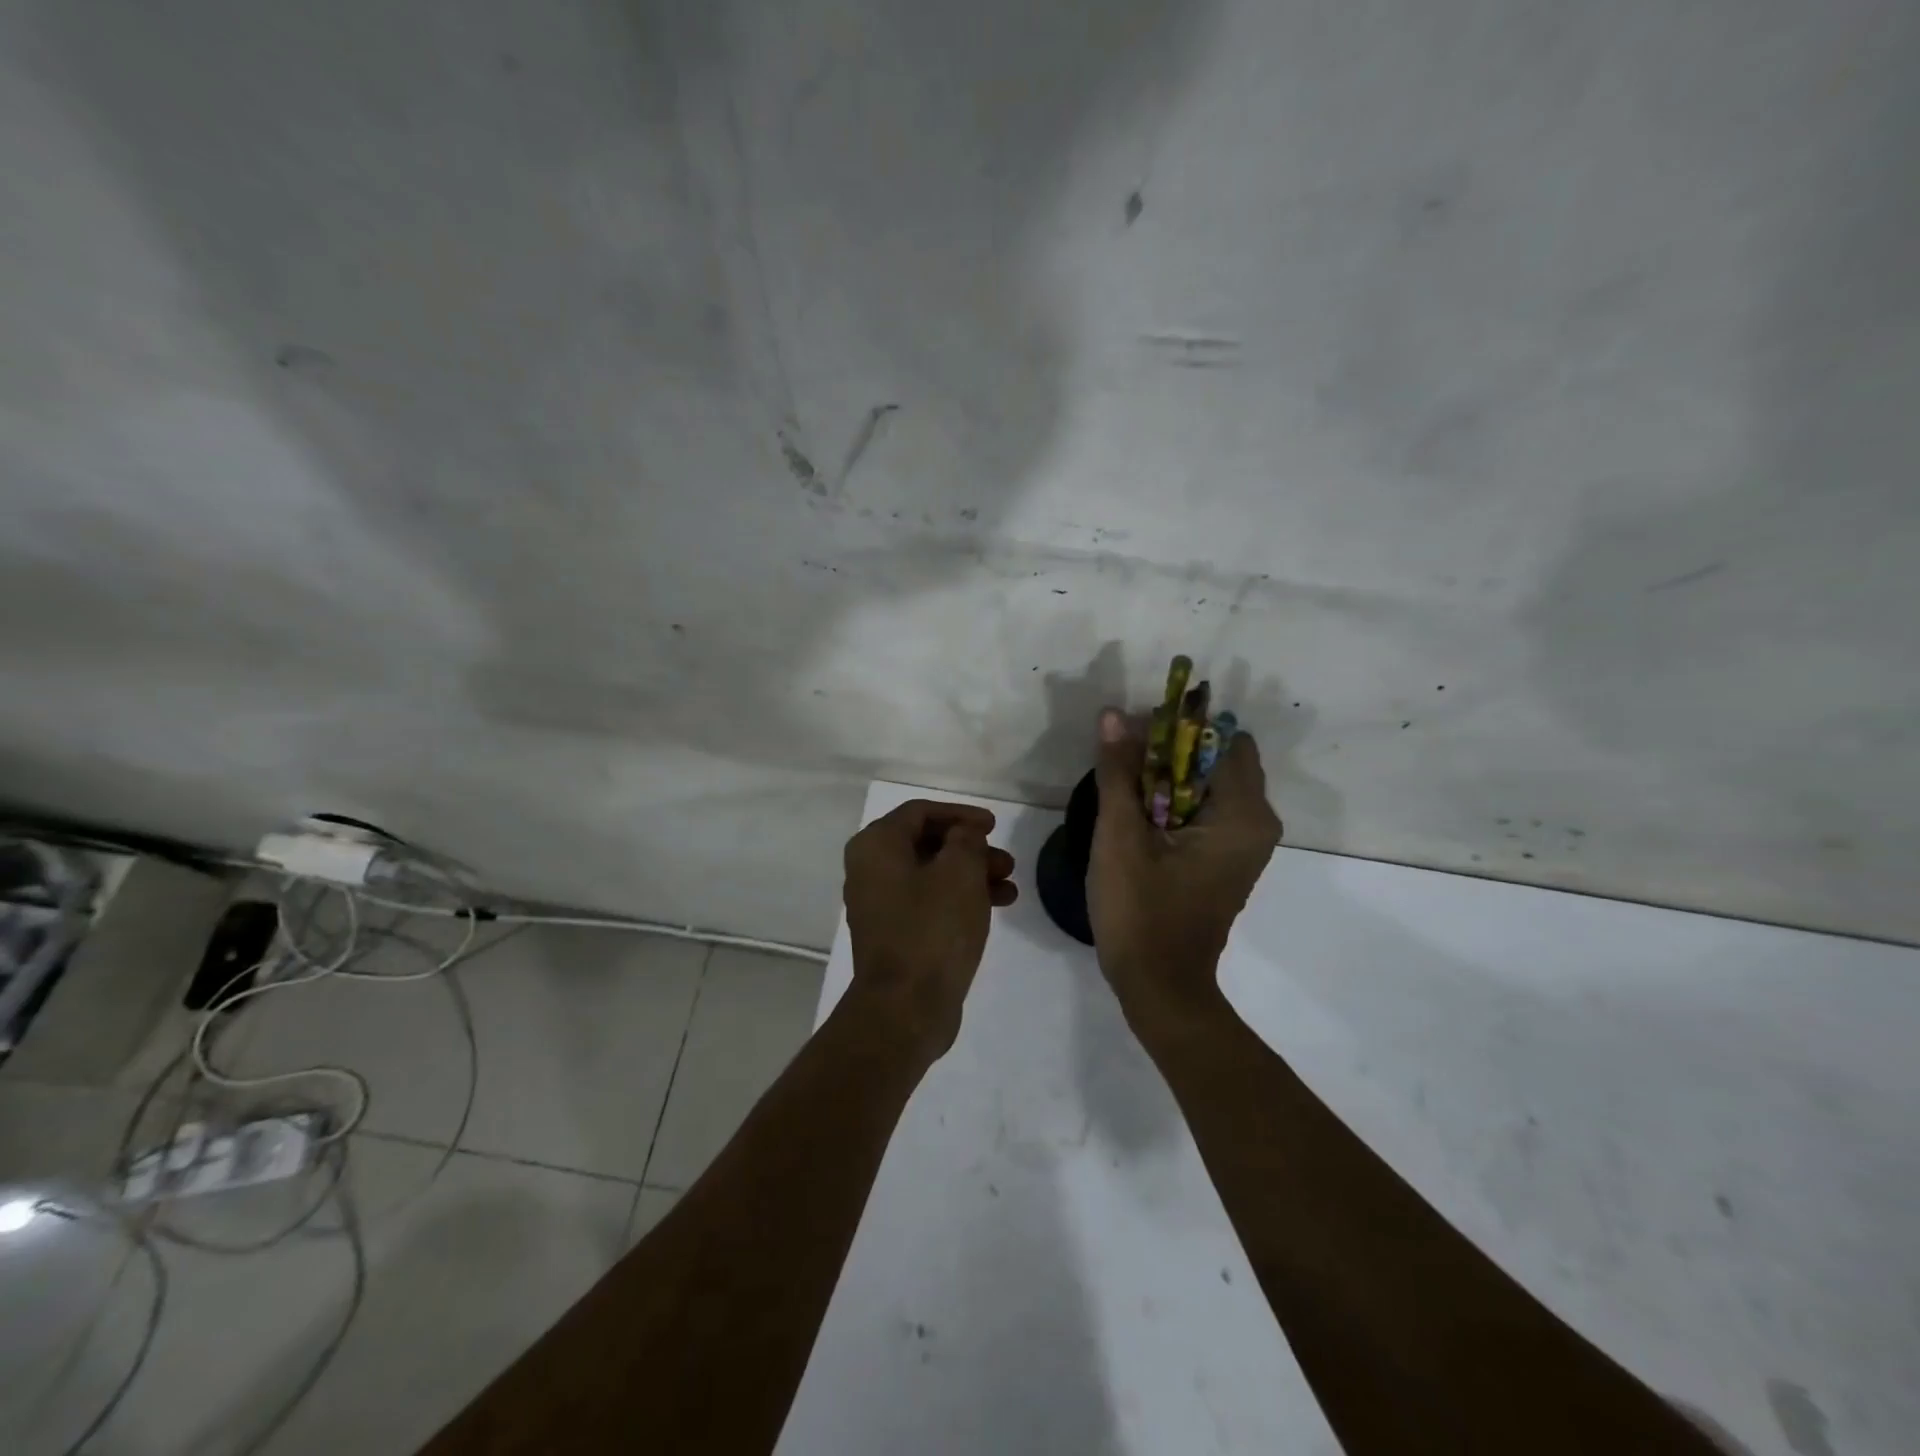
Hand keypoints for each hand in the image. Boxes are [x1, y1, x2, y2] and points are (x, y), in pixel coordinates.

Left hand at [843, 799, 1017, 1055]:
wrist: (905, 1007)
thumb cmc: (932, 928)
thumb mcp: (960, 871)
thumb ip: (966, 840)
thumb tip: (963, 835)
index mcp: (876, 846)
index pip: (920, 812)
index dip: (960, 814)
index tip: (994, 826)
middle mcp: (870, 870)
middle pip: (927, 844)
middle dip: (971, 849)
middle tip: (1006, 861)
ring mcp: (880, 905)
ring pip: (932, 876)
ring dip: (972, 875)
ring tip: (1010, 887)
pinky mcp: (895, 935)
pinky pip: (929, 903)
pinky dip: (960, 899)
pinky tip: (995, 908)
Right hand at [1088, 708, 1281, 1025]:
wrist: (1159, 987)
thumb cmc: (1141, 911)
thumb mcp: (1120, 836)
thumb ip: (1118, 772)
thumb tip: (1114, 714)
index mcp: (1243, 814)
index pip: (1220, 739)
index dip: (1176, 728)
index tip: (1133, 733)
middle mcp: (1256, 823)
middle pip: (1215, 759)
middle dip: (1168, 751)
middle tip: (1120, 759)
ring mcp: (1243, 844)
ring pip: (1206, 784)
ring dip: (1166, 776)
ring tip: (1121, 784)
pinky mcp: (1225, 859)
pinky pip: (1203, 810)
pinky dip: (1173, 801)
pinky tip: (1136, 812)